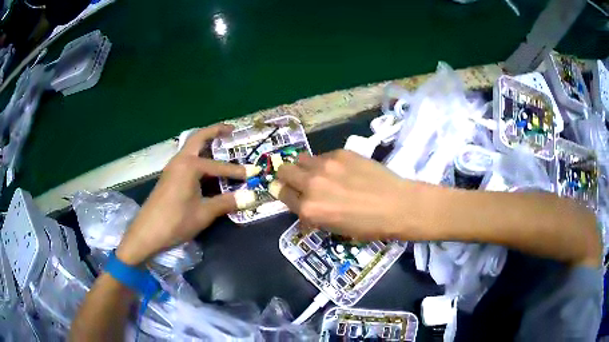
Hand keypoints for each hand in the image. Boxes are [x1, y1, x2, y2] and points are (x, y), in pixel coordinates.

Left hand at [116, 124, 246, 264]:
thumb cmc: (176, 221)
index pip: (219, 166)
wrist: (146, 233)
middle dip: (215, 131)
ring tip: (221, 147)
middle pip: (198, 138)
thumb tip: (251, 197)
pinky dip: (198, 156)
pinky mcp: (168, 177)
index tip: (254, 173)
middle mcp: (180, 160)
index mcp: (190, 165)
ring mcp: (172, 168)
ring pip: (190, 148)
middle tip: (231, 130)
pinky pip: (185, 159)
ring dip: (205, 143)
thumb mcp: (204, 213)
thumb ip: (227, 202)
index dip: (238, 171)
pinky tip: (205, 168)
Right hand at [276, 149, 431, 240]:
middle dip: (287, 176)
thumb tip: (302, 203)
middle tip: (300, 181)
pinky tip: (343, 170)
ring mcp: (326, 165)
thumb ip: (312, 214)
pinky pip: (322, 155)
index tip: (291, 193)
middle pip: (284, 171)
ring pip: (301, 159)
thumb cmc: (368, 226)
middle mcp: (311, 184)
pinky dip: (326, 163)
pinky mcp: (340, 152)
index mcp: (308, 209)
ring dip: (305, 167)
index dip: (286, 194)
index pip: (281, 194)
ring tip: (321, 174)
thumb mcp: (334, 228)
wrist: (397, 205)